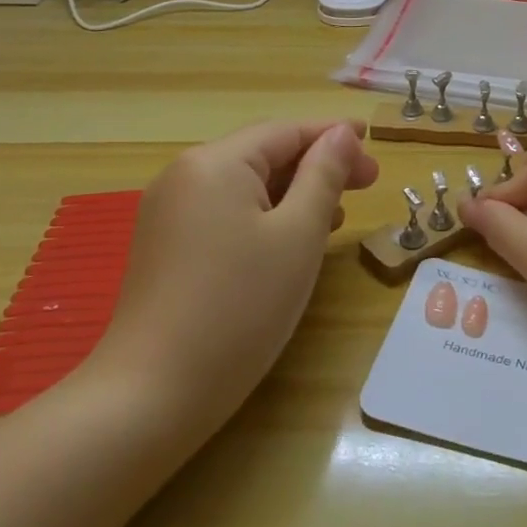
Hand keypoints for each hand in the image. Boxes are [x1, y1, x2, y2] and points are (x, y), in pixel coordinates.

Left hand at [83, 119, 378, 440]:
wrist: (152, 395)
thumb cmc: (240, 307)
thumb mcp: (298, 236)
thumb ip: (323, 176)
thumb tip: (341, 134)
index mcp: (215, 163)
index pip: (286, 131)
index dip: (333, 135)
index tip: (374, 143)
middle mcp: (185, 175)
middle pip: (264, 154)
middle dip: (318, 165)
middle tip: (368, 183)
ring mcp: (168, 212)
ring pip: (246, 186)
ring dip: (295, 192)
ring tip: (339, 212)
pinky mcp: (165, 246)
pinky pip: (225, 213)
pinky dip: (265, 216)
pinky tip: (292, 239)